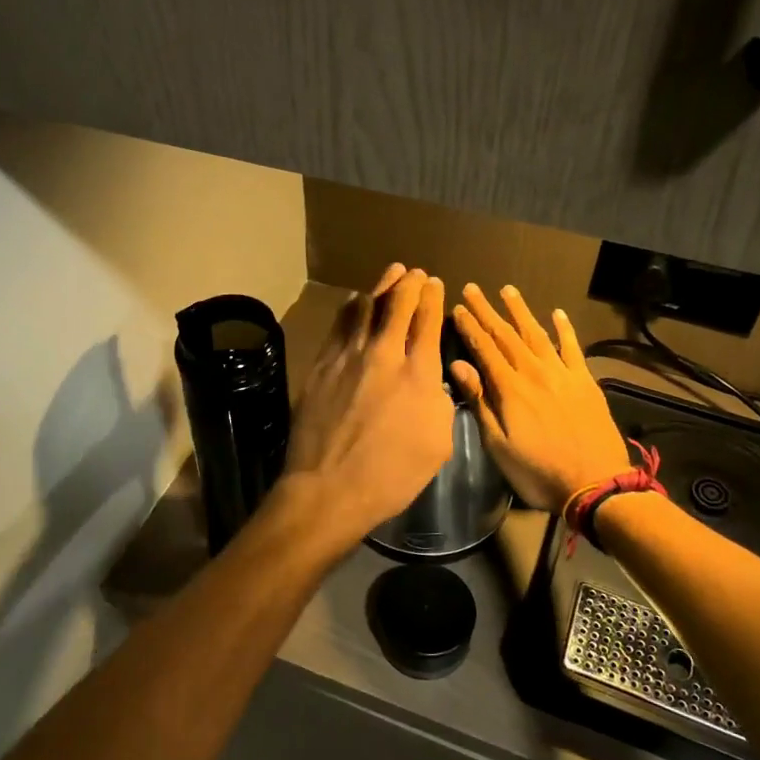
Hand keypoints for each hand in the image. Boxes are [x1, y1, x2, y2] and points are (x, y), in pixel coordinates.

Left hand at [279, 265, 454, 555]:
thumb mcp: (438, 443)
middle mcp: (384, 354)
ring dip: (382, 287)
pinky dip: (352, 307)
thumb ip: (439, 402)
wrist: (329, 488)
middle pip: (398, 304)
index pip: (428, 321)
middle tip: (415, 274)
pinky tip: (355, 300)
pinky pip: (339, 325)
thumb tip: (430, 381)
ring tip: (392, 272)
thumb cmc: (392, 475)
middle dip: (410, 284)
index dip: (433, 297)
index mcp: (419, 372)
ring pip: (367, 307)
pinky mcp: (321, 365)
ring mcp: (348, 356)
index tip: (435, 284)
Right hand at [450, 284, 630, 512]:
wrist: (595, 483)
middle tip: (473, 288)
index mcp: (510, 388)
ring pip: (537, 334)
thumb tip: (458, 365)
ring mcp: (562, 374)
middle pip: (506, 335)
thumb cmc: (538, 470)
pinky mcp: (585, 381)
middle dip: (488, 311)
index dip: (469, 326)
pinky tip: (557, 313)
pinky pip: (573, 348)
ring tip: (508, 290)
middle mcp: (534, 372)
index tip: (457, 306)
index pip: (484, 349)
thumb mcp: (498, 444)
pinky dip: (565, 329)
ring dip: (521, 311)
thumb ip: (480, 401)